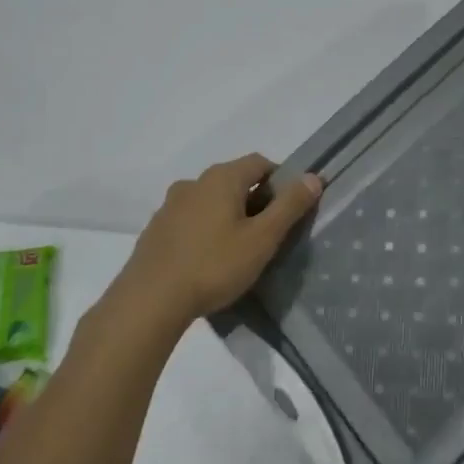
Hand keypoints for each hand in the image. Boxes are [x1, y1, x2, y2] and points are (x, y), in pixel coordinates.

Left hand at [112, 154, 323, 328]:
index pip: (260, 162)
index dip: (281, 180)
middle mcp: (194, 182)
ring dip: (228, 215)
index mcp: (221, 178)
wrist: (150, 300)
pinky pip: (190, 220)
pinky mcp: (156, 229)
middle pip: (234, 180)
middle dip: (255, 200)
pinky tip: (208, 259)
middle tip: (269, 233)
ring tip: (238, 249)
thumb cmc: (214, 265)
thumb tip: (314, 177)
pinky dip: (205, 230)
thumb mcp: (262, 239)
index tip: (290, 209)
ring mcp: (170, 205)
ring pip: (210, 201)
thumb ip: (290, 206)